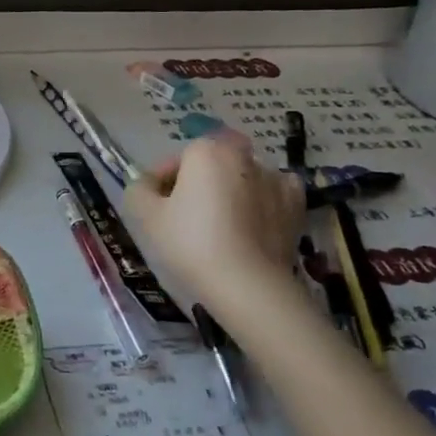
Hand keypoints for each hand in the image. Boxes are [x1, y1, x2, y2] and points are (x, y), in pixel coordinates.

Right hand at [126, 134, 305, 298]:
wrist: (247, 285)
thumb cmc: (191, 244)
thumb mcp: (145, 216)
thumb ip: (138, 189)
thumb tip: (148, 184)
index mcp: (207, 151)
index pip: (177, 159)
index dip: (163, 182)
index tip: (158, 207)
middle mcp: (243, 156)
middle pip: (211, 165)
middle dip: (199, 183)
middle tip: (187, 217)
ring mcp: (274, 179)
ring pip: (242, 178)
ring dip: (230, 192)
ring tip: (220, 227)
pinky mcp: (296, 205)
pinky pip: (272, 194)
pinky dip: (261, 203)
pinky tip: (251, 225)